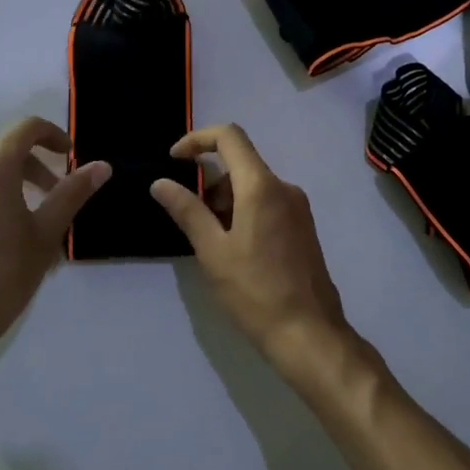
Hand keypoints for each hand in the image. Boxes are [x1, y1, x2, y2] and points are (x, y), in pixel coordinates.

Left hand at [0, 117, 109, 371]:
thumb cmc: (3, 275)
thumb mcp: (46, 233)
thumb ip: (72, 192)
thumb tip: (101, 166)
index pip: (26, 128)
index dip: (54, 135)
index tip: (71, 157)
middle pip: (5, 145)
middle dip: (35, 162)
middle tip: (57, 192)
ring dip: (13, 176)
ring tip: (33, 211)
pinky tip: (3, 226)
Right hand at [149, 124, 352, 375]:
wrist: (309, 334)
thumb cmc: (255, 291)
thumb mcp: (212, 251)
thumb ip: (187, 210)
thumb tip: (160, 183)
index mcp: (261, 186)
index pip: (229, 136)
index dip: (197, 139)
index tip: (174, 160)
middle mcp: (284, 187)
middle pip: (240, 163)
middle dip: (209, 183)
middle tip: (192, 220)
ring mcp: (298, 207)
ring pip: (252, 186)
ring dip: (225, 201)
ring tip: (212, 244)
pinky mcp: (303, 227)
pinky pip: (267, 203)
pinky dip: (243, 212)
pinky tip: (235, 251)